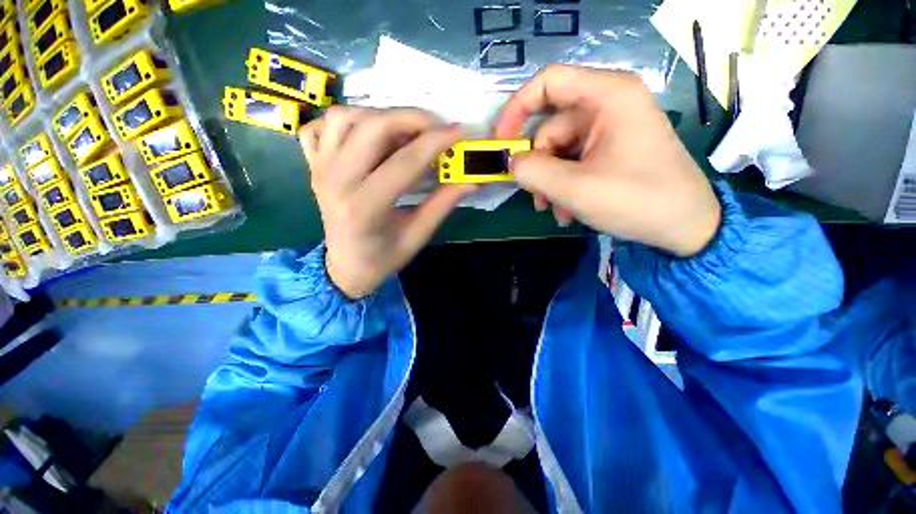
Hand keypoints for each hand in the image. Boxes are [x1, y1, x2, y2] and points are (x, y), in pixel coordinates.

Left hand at [301, 107, 475, 298]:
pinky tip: (367, 136)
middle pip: (372, 127)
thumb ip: (442, 204)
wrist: (345, 266)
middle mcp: (336, 181)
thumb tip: (471, 181)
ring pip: (344, 117)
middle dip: (411, 118)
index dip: (436, 142)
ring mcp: (319, 169)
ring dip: (380, 115)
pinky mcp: (313, 165)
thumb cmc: (383, 258)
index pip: (404, 162)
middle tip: (436, 127)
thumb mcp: (417, 236)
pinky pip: (322, 127)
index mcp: (365, 207)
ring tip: (404, 132)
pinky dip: (346, 121)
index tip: (460, 132)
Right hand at [496, 65, 720, 256]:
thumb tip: (511, 163)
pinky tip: (568, 211)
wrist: (684, 226)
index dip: (517, 110)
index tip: (501, 143)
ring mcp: (609, 130)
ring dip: (550, 183)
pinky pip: (572, 163)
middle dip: (538, 166)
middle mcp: (608, 105)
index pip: (547, 83)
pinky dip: (564, 186)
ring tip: (556, 211)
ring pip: (558, 151)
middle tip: (537, 197)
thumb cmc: (636, 200)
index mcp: (607, 96)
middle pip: (550, 127)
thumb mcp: (574, 188)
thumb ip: (533, 171)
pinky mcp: (610, 150)